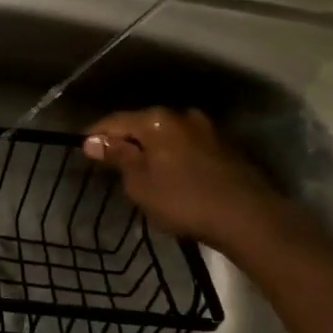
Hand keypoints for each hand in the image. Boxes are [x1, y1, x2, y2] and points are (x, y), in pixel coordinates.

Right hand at [82, 107, 284, 251]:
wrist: (249, 217)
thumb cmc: (184, 200)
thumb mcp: (140, 183)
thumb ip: (117, 158)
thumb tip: (93, 141)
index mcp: (156, 120)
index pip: (115, 121)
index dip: (96, 135)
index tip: (83, 150)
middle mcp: (182, 116)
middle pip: (143, 124)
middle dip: (127, 141)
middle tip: (112, 163)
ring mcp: (208, 130)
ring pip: (169, 135)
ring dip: (153, 149)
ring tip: (143, 171)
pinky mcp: (226, 148)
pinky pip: (188, 146)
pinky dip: (175, 156)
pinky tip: (173, 175)